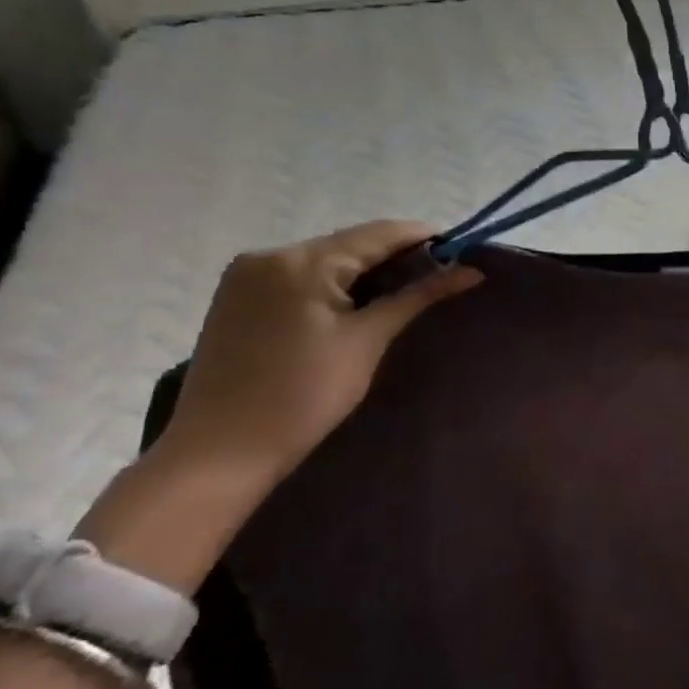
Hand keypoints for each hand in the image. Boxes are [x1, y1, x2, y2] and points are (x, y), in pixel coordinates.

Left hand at [157, 220, 481, 477]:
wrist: (218, 455)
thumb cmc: (303, 397)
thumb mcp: (368, 341)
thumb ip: (418, 296)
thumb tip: (471, 271)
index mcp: (301, 261)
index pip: (377, 233)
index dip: (424, 238)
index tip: (463, 250)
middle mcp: (268, 255)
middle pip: (349, 243)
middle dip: (395, 256)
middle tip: (439, 277)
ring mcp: (246, 276)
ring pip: (324, 260)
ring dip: (365, 271)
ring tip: (404, 292)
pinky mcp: (236, 298)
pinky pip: (299, 277)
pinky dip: (333, 284)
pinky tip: (356, 304)